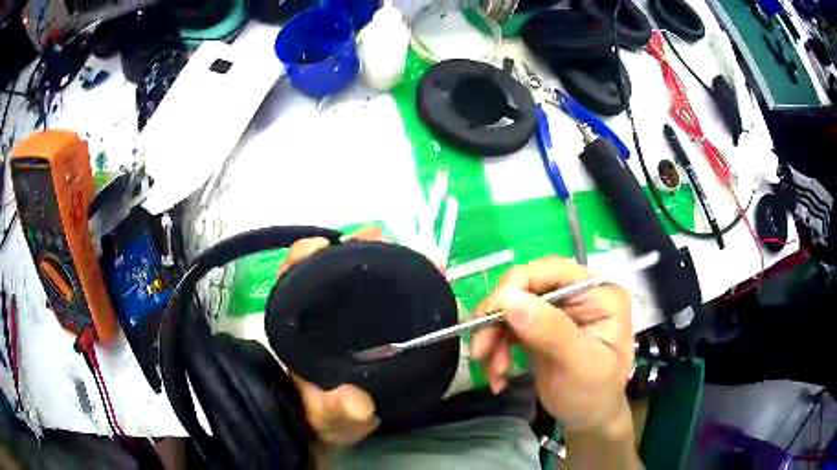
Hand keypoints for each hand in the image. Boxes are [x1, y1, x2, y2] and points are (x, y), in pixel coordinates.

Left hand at [277, 226, 385, 445]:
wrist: (338, 429)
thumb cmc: (323, 420)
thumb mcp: (328, 420)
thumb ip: (337, 414)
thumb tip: (359, 405)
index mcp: (297, 331)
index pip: (291, 282)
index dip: (303, 259)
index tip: (324, 246)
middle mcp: (317, 318)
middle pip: (328, 270)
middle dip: (353, 248)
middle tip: (382, 237)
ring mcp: (343, 320)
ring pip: (355, 279)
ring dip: (378, 259)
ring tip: (407, 253)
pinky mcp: (367, 328)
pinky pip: (378, 298)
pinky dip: (394, 283)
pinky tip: (414, 279)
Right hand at [471, 258, 633, 434]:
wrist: (588, 420)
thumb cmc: (594, 394)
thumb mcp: (579, 365)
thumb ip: (550, 331)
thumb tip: (509, 300)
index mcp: (598, 294)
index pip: (553, 270)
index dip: (517, 286)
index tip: (489, 317)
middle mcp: (577, 294)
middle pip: (526, 286)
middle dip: (498, 319)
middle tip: (480, 351)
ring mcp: (557, 310)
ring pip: (511, 307)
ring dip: (493, 338)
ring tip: (494, 372)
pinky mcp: (539, 327)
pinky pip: (507, 327)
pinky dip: (496, 349)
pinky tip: (498, 375)